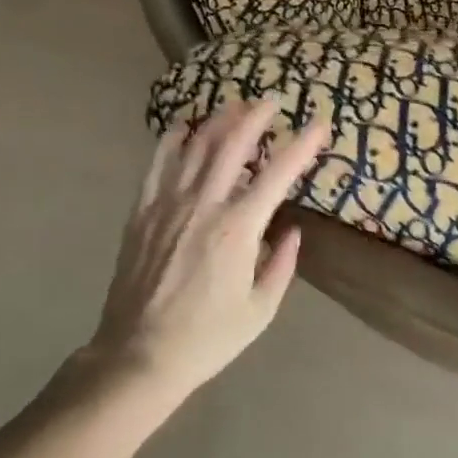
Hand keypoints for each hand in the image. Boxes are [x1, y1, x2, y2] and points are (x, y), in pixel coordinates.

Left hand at [84, 100, 327, 407]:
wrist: (138, 357)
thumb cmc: (207, 338)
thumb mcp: (260, 310)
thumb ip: (281, 265)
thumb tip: (291, 230)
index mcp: (238, 228)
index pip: (278, 173)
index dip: (302, 144)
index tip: (319, 124)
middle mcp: (204, 204)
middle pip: (233, 144)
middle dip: (256, 116)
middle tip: (271, 101)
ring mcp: (169, 204)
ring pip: (196, 146)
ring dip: (218, 121)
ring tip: (234, 106)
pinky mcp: (143, 211)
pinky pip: (158, 163)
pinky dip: (172, 140)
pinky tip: (182, 127)